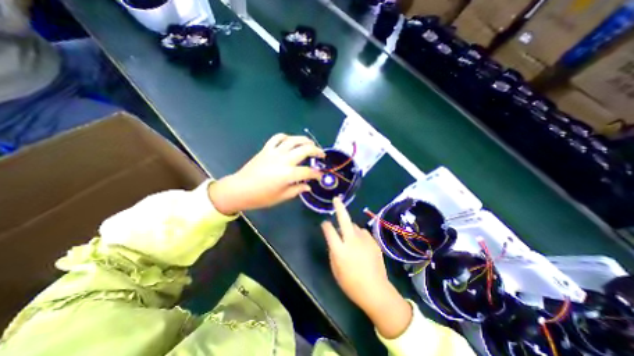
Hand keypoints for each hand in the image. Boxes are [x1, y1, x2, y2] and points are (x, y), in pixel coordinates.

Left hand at [208, 133, 323, 215]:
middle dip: (316, 151)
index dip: (317, 174)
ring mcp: (274, 152)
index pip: (308, 171)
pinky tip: (290, 141)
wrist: (239, 189)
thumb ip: (297, 190)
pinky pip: (277, 138)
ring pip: (293, 140)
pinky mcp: (266, 149)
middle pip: (305, 150)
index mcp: (288, 174)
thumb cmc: (261, 197)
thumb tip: (308, 186)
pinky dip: (286, 137)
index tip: (320, 176)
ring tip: (311, 143)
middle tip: (321, 155)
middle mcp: (283, 160)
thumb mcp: (281, 197)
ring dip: (305, 140)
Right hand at [322, 198, 410, 339]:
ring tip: (351, 239)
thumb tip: (334, 240)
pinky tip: (361, 245)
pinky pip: (363, 232)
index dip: (325, 225)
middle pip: (344, 220)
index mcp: (340, 250)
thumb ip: (333, 252)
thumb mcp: (335, 270)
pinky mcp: (373, 241)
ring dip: (350, 228)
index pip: (329, 231)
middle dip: (339, 207)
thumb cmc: (351, 284)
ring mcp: (364, 240)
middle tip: (336, 199)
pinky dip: (359, 235)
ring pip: (354, 226)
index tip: (324, 223)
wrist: (376, 290)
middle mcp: (352, 241)